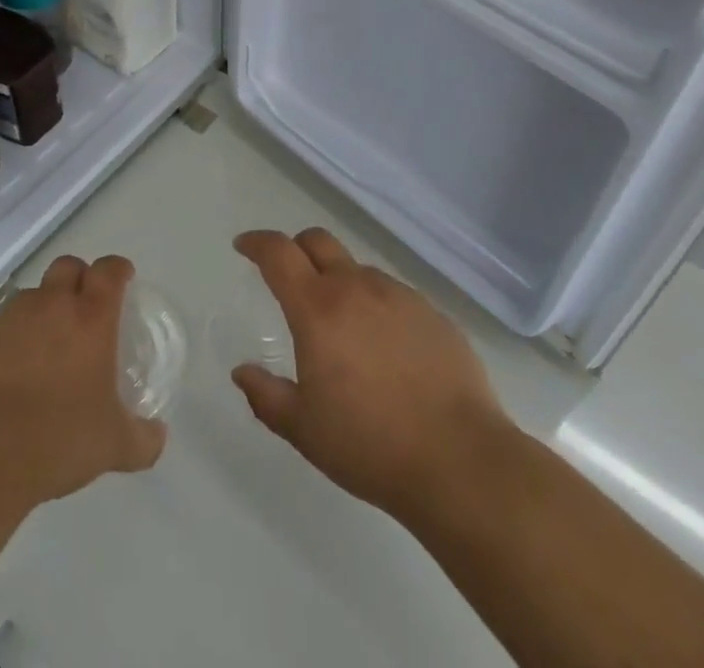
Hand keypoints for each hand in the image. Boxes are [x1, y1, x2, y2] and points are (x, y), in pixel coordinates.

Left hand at [0, 254, 165, 514]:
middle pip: (68, 266)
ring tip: (46, 347)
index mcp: (90, 317)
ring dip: (44, 309)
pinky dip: (12, 339)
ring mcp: (10, 318)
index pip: (109, 270)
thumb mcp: (114, 446)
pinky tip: (12, 374)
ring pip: (32, 295)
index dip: (118, 269)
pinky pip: (1, 326)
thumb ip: (142, 438)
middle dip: (79, 278)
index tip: (124, 278)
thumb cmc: (58, 439)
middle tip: (85, 308)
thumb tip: (158, 436)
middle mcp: (51, 305)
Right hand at [230, 229, 508, 517]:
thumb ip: (266, 396)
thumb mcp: (304, 430)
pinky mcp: (433, 313)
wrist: (461, 461)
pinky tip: (385, 349)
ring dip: (339, 282)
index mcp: (318, 309)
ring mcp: (399, 296)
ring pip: (357, 269)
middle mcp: (357, 288)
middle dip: (295, 248)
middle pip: (318, 241)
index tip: (243, 246)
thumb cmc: (371, 445)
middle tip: (287, 275)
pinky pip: (393, 295)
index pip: (279, 253)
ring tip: (342, 328)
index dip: (257, 242)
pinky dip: (376, 306)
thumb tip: (242, 372)